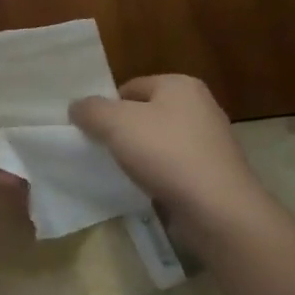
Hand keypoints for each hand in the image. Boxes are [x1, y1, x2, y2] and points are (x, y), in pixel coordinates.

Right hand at [70, 75, 273, 226]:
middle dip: (123, 131)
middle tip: (102, 151)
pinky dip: (159, 174)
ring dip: (140, 155)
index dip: (106, 106)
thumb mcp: (116, 123)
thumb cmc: (166, 153)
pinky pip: (175, 166)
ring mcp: (211, 141)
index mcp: (180, 85)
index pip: (130, 87)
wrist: (217, 209)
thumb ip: (91, 110)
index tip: (91, 131)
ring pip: (160, 141)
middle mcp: (200, 106)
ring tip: (123, 172)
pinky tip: (147, 188)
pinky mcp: (214, 172)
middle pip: (145, 113)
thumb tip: (77, 107)